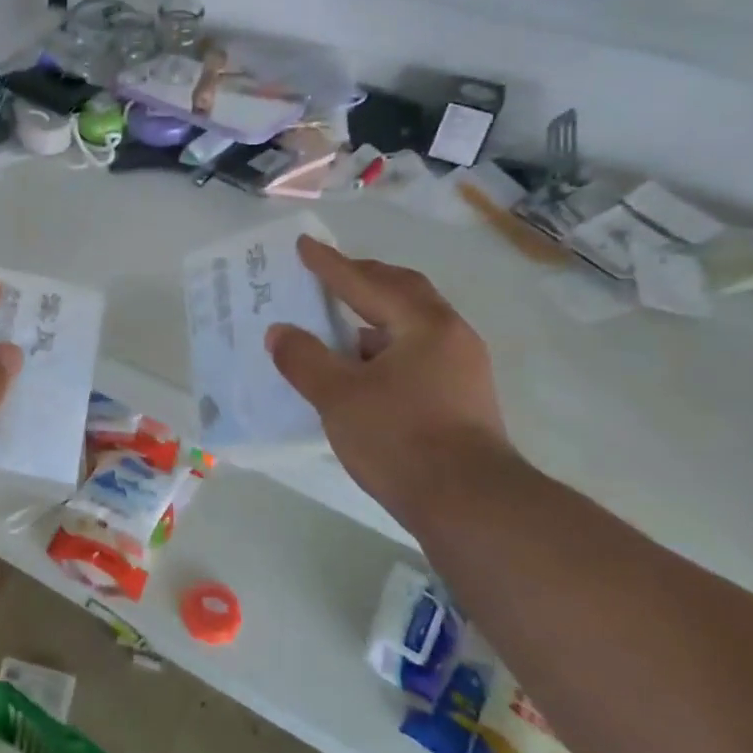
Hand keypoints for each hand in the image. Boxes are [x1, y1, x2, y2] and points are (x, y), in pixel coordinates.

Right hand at [265, 236, 514, 513]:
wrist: (472, 506)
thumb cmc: (400, 439)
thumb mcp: (339, 397)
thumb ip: (304, 359)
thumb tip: (280, 332)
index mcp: (423, 324)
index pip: (367, 284)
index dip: (330, 265)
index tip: (305, 246)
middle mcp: (450, 336)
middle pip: (402, 293)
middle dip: (364, 279)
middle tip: (331, 273)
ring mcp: (462, 368)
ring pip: (413, 325)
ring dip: (376, 316)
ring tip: (341, 324)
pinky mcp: (462, 399)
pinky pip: (417, 353)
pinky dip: (386, 348)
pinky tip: (364, 370)